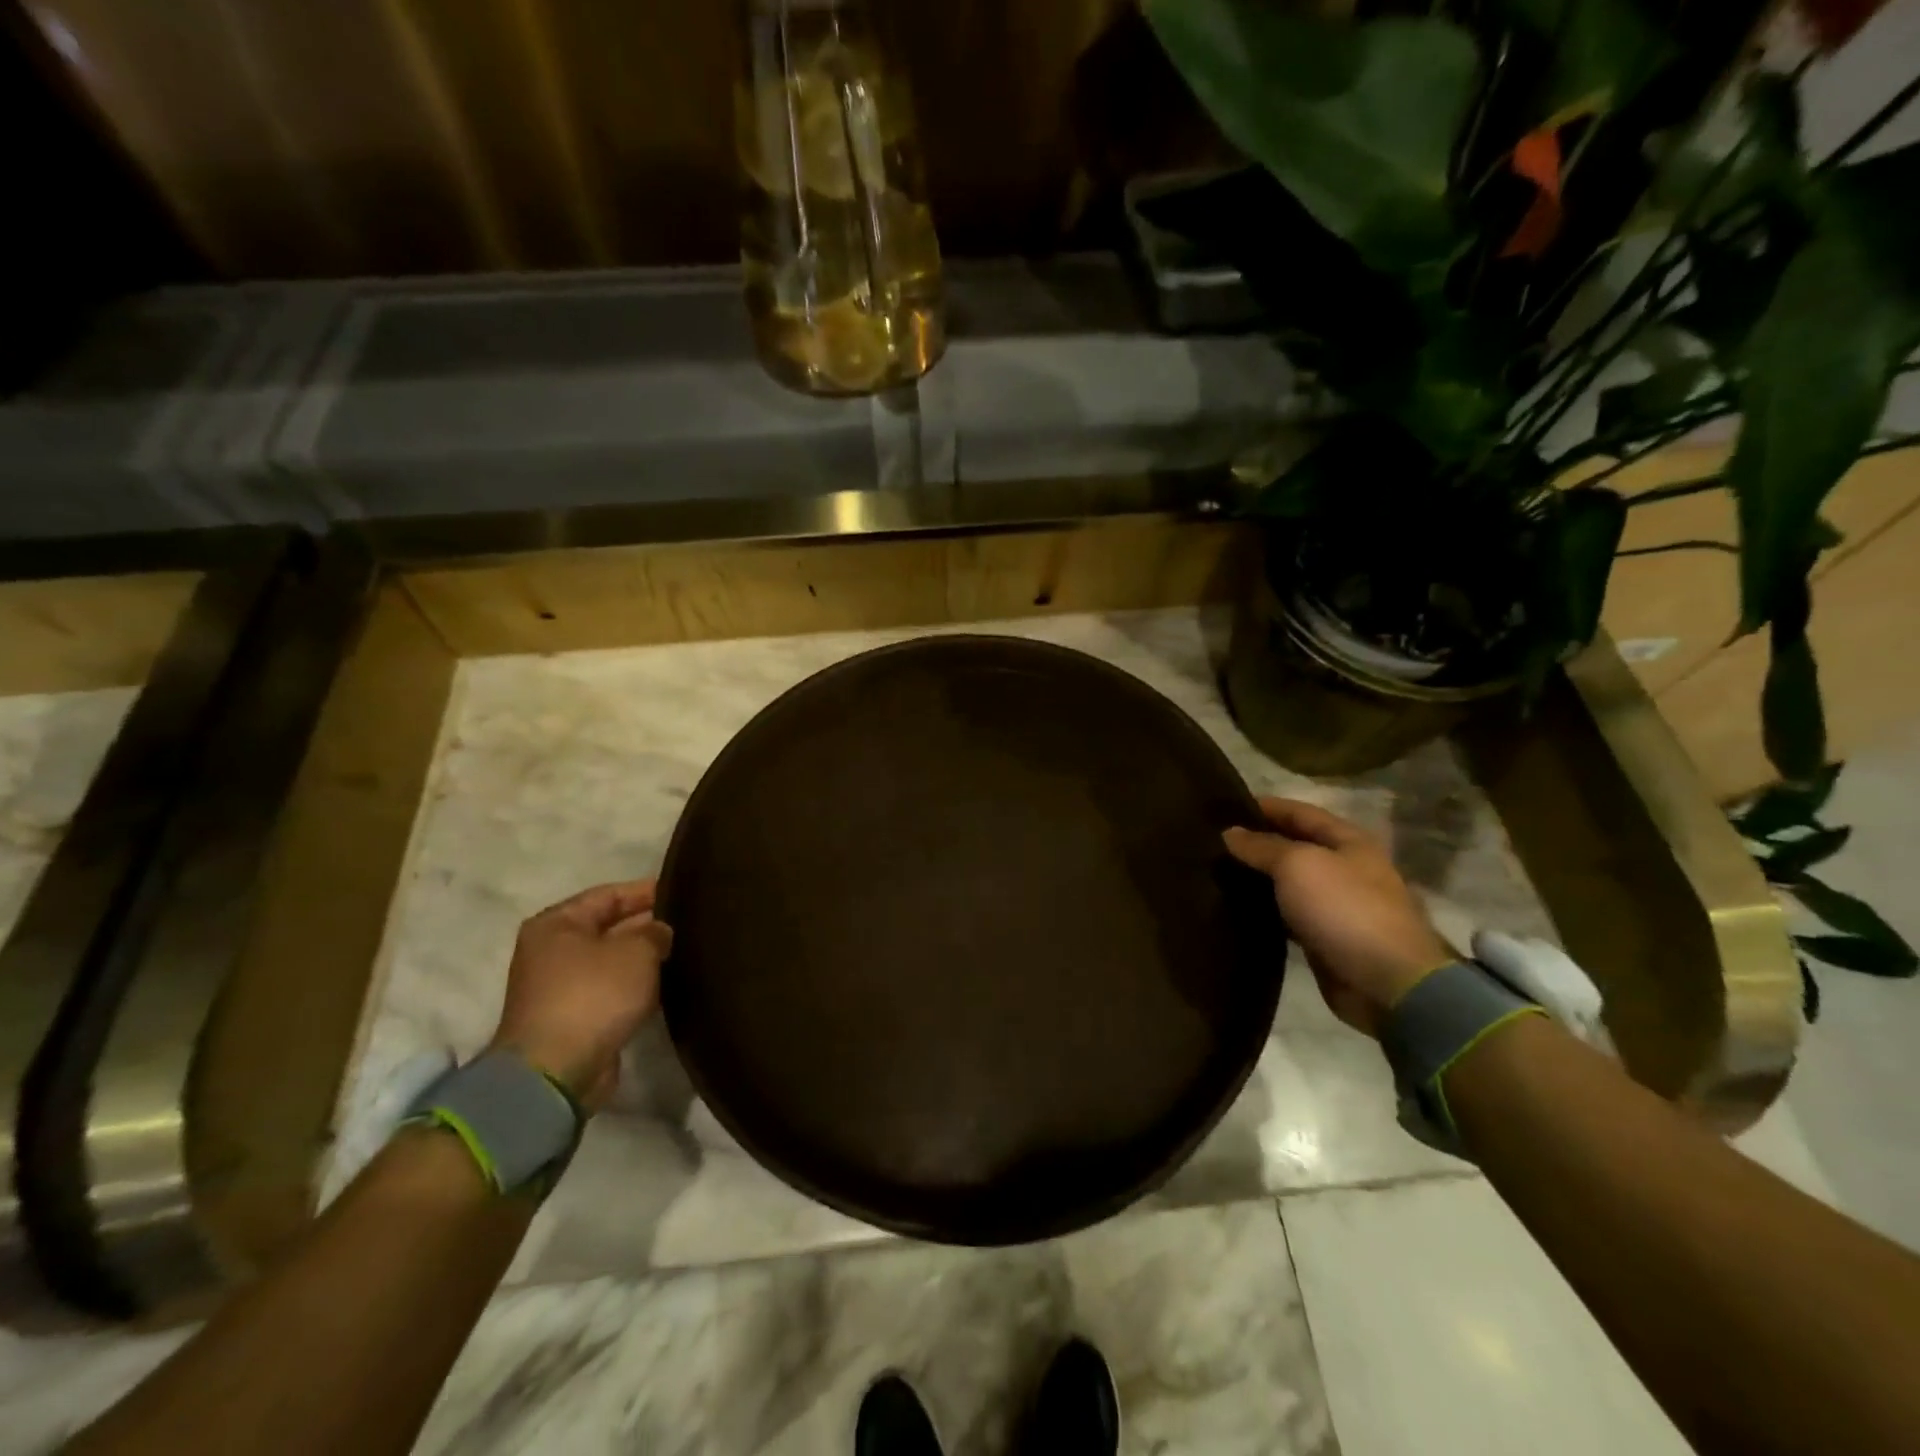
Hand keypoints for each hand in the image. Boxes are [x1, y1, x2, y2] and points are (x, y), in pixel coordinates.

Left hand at [488, 880, 673, 1110]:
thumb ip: (655, 932)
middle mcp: (553, 950)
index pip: (609, 894)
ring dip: (644, 958)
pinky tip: (667, 983)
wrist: (557, 1072)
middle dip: (647, 925)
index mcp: (557, 923)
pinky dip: (636, 986)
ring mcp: (560, 987)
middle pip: (609, 926)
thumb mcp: (636, 951)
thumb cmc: (593, 995)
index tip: (683, 891)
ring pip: (613, 961)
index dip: (647, 891)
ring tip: (685, 951)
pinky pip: (612, 990)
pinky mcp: (574, 1018)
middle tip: (690, 922)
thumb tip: (660, 933)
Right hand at [1223, 798, 1451, 1037]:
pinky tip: (1235, 906)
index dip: (1264, 806)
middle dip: (1257, 842)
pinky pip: (1287, 914)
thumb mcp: (1297, 865)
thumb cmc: (1344, 908)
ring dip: (1258, 877)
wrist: (1386, 983)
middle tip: (1213, 841)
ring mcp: (1337, 905)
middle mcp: (1345, 868)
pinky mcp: (1325, 937)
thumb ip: (1261, 846)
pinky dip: (1264, 908)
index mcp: (1348, 841)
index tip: (1224, 807)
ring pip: (1288, 882)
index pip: (1299, 812)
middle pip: (1294, 846)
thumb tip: (1230, 833)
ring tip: (1216, 871)